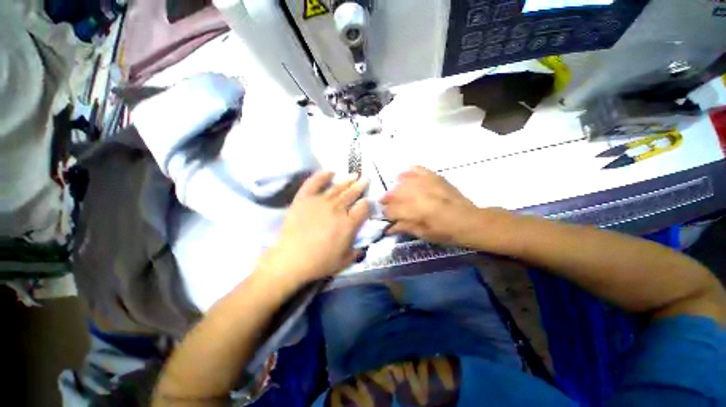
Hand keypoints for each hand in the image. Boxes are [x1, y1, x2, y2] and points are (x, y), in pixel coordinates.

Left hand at [257, 171, 369, 286]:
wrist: (290, 259)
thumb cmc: (319, 262)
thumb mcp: (344, 261)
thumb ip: (357, 252)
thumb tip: (363, 246)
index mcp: (348, 223)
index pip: (363, 207)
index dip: (367, 203)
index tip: (367, 202)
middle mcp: (337, 209)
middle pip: (352, 193)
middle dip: (361, 186)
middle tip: (366, 178)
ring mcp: (320, 202)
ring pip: (337, 187)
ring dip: (347, 180)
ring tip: (354, 174)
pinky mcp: (304, 199)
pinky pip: (314, 183)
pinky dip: (322, 176)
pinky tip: (330, 171)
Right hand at [380, 166, 481, 246]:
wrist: (470, 221)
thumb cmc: (447, 232)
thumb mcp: (424, 234)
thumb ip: (404, 227)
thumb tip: (387, 228)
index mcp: (417, 211)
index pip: (393, 210)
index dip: (386, 214)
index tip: (385, 217)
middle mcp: (420, 194)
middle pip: (395, 193)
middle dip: (387, 199)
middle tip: (384, 203)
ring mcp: (428, 183)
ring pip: (404, 181)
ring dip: (394, 187)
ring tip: (392, 192)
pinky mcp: (435, 177)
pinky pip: (418, 169)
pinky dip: (408, 172)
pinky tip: (402, 175)